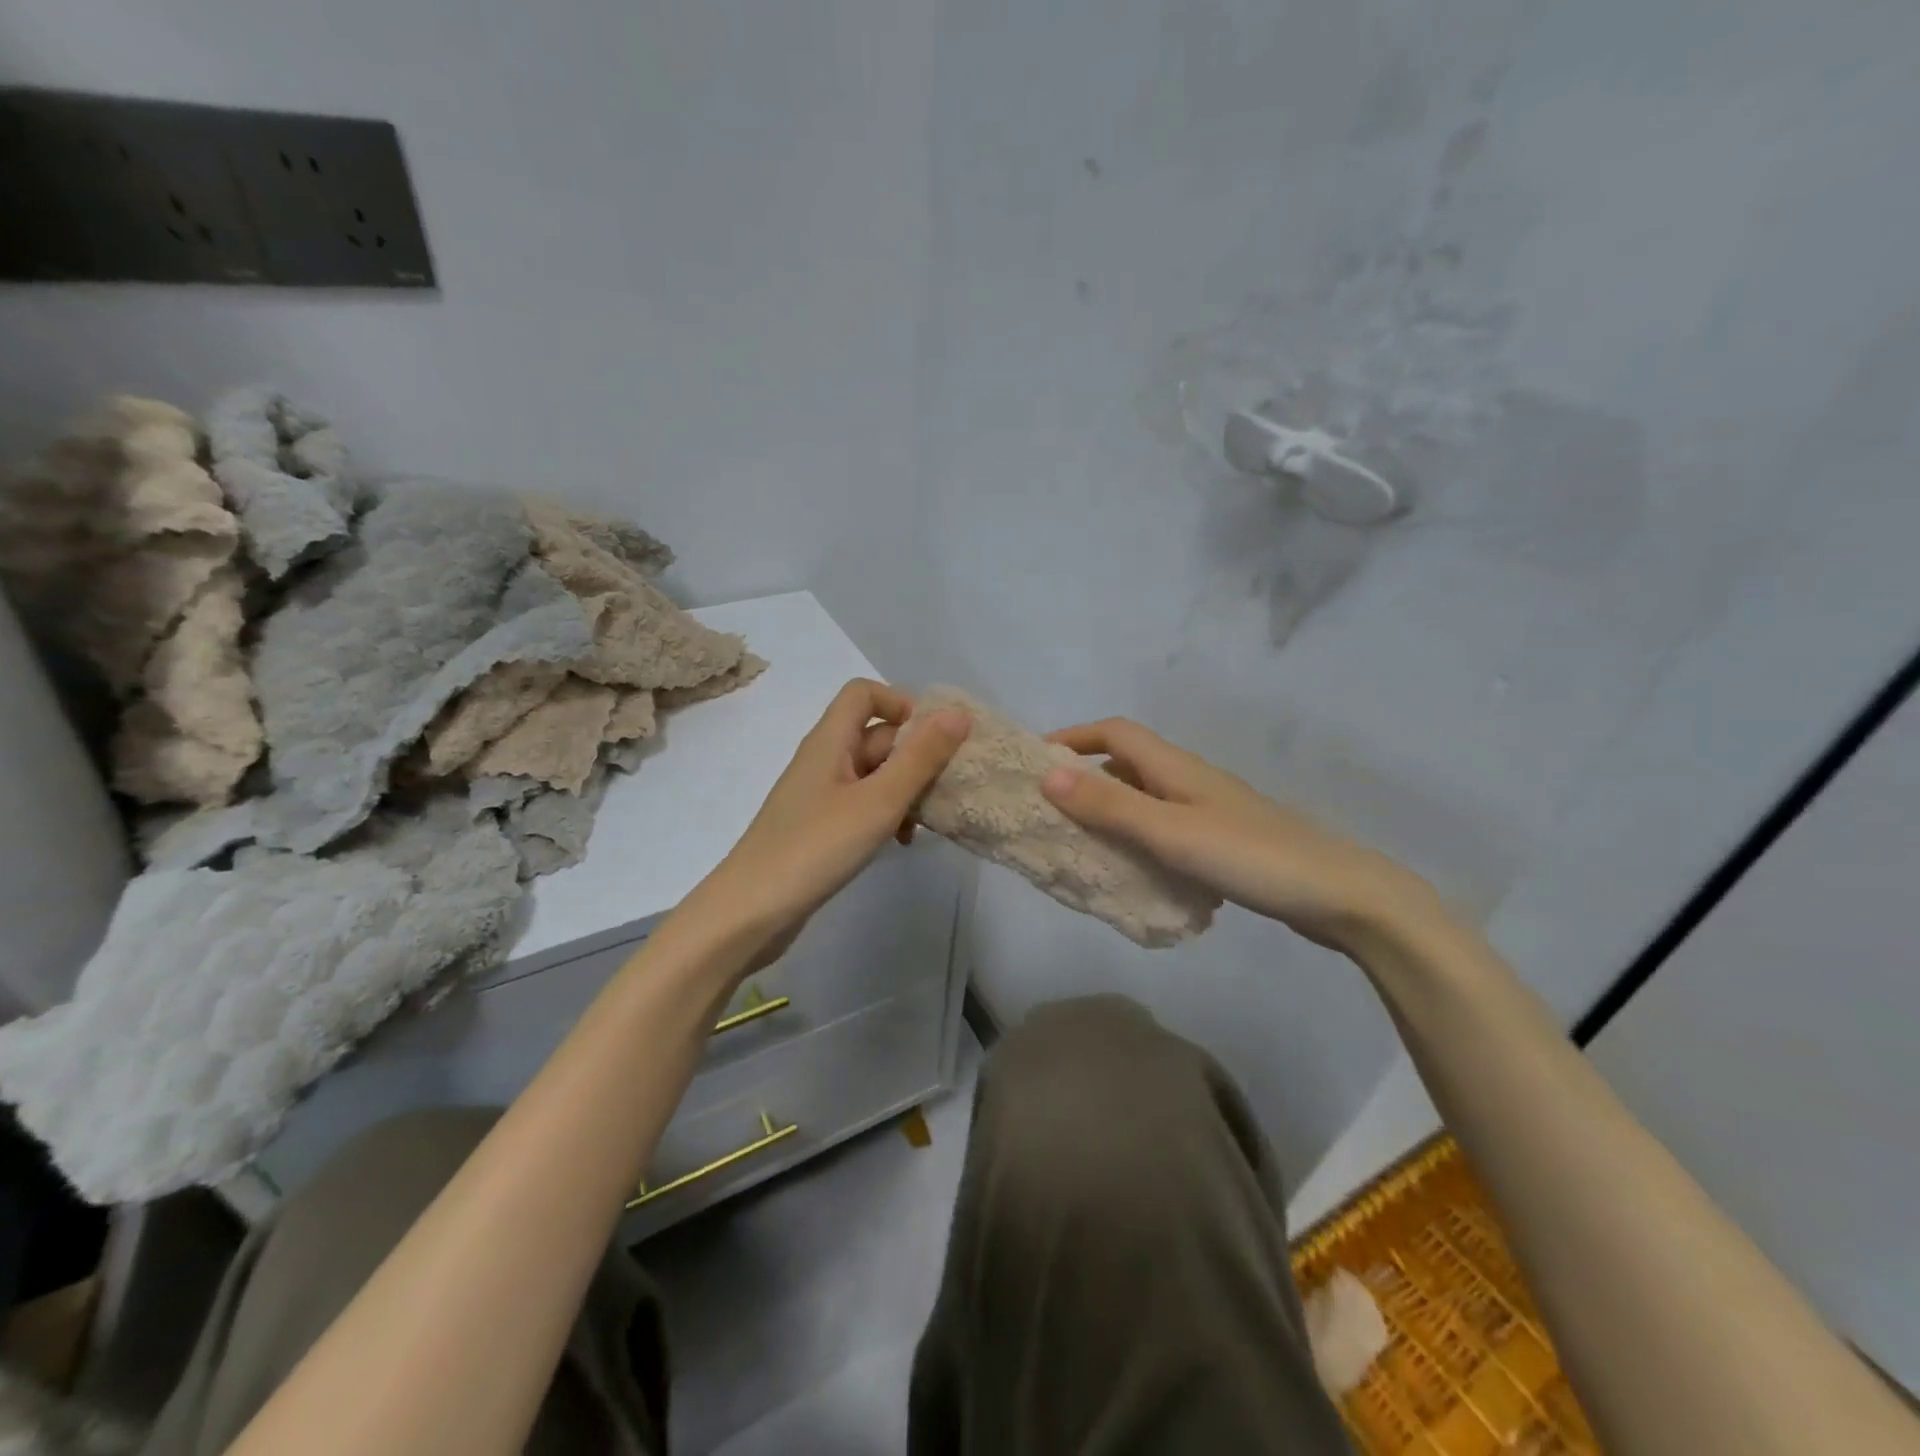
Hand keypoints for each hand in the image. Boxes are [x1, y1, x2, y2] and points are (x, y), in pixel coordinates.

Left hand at [691, 680, 970, 969]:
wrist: (750, 912)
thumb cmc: (816, 847)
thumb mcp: (878, 801)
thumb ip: (920, 758)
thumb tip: (958, 714)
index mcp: (829, 740)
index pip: (864, 693)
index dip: (902, 704)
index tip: (935, 738)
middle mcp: (823, 759)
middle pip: (875, 735)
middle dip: (915, 755)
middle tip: (947, 786)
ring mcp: (819, 795)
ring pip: (873, 774)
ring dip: (905, 789)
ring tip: (929, 820)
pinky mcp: (819, 827)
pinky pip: (862, 804)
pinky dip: (886, 814)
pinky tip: (901, 842)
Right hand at [1039, 718, 1437, 952]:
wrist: (1341, 896)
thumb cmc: (1251, 856)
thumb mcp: (1170, 831)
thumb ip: (1110, 805)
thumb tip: (1047, 775)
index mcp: (1176, 767)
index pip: (1114, 732)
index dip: (1073, 737)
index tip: (1034, 760)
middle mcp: (1190, 780)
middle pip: (1128, 763)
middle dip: (1085, 775)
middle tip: (1049, 807)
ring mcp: (1210, 811)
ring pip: (1147, 798)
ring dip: (1111, 809)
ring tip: (1078, 840)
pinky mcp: (1224, 842)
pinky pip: (1165, 828)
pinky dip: (1139, 838)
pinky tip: (1132, 870)